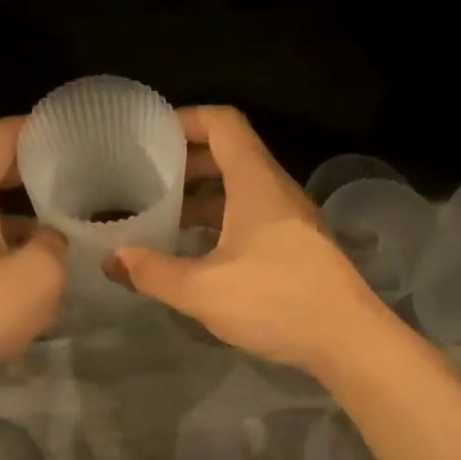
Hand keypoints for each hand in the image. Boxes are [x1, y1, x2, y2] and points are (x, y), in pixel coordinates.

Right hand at [108, 107, 389, 375]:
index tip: (149, 136)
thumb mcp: (201, 290)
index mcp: (256, 182)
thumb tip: (111, 260)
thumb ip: (152, 272)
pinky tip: (194, 250)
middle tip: (145, 177)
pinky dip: (218, 220)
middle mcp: (275, 190)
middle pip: (229, 153)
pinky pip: (250, 215)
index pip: (223, 123)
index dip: (185, 119)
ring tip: (162, 215)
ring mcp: (289, 218)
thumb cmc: (275, 302)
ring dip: (201, 195)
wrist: (348, 340)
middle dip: (185, 160)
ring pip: (239, 188)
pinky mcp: (295, 245)